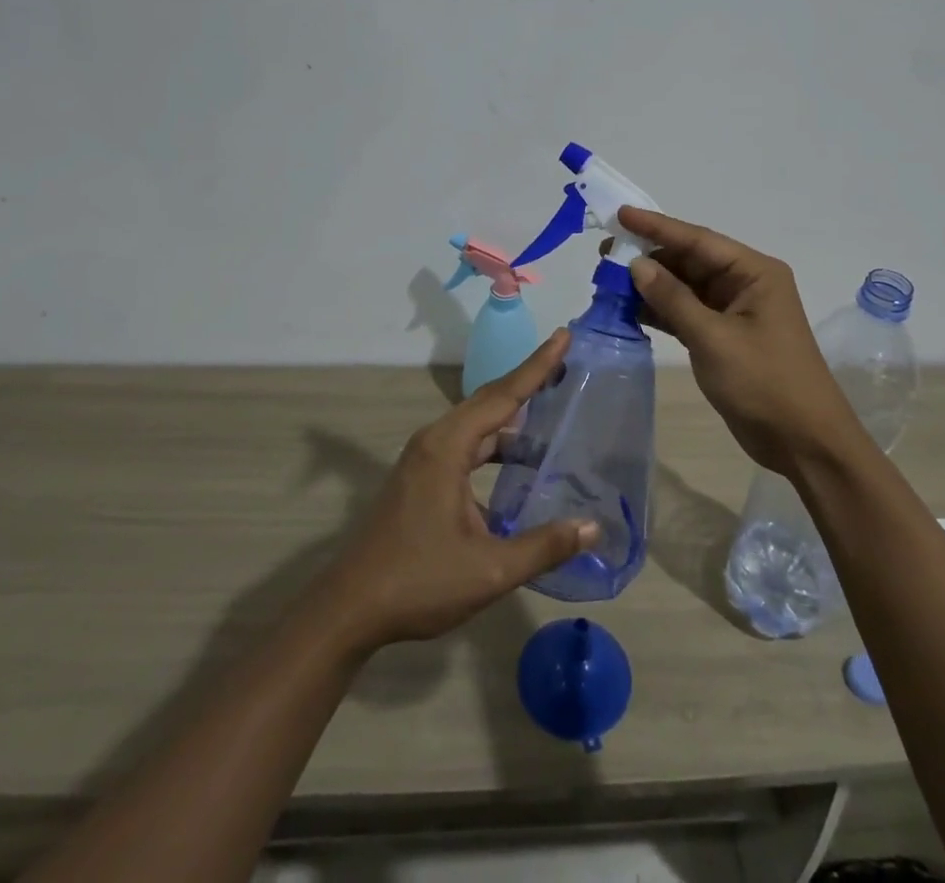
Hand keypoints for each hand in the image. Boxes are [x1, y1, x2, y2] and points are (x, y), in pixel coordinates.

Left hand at [318, 331, 597, 650]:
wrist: (350, 609)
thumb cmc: (419, 582)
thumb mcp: (490, 570)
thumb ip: (544, 546)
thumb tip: (593, 527)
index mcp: (447, 447)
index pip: (503, 395)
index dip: (537, 366)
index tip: (564, 336)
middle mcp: (435, 441)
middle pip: (489, 400)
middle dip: (528, 380)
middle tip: (565, 362)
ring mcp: (424, 458)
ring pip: (476, 424)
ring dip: (511, 416)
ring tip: (551, 409)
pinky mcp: (421, 477)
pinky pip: (466, 444)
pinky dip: (495, 443)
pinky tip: (518, 463)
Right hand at [620, 207, 858, 475]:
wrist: (804, 443)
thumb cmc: (765, 382)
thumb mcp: (714, 338)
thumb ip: (673, 299)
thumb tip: (636, 264)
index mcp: (754, 272)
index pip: (698, 240)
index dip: (657, 227)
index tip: (620, 215)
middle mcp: (744, 284)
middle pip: (689, 261)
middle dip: (648, 257)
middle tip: (604, 253)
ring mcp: (733, 311)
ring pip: (684, 287)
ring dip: (650, 285)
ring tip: (607, 280)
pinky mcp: (723, 337)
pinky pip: (685, 313)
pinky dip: (659, 311)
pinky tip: (628, 309)